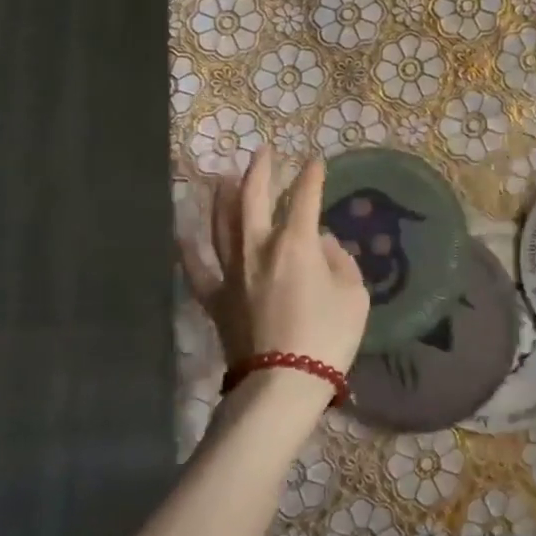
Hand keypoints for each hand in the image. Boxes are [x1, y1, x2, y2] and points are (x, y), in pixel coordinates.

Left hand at [209, 148, 369, 392]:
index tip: (316, 161)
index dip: (312, 176)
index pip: (305, 198)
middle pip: (253, 199)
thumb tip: (321, 243)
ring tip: (222, 179)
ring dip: (223, 197)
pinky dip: (188, 249)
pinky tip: (181, 233)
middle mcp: (258, 247)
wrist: (283, 383)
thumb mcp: (354, 295)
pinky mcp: (215, 299)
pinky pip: (197, 268)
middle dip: (260, 172)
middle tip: (263, 153)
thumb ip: (339, 261)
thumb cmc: (328, 337)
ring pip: (221, 224)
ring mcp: (232, 272)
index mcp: (296, 243)